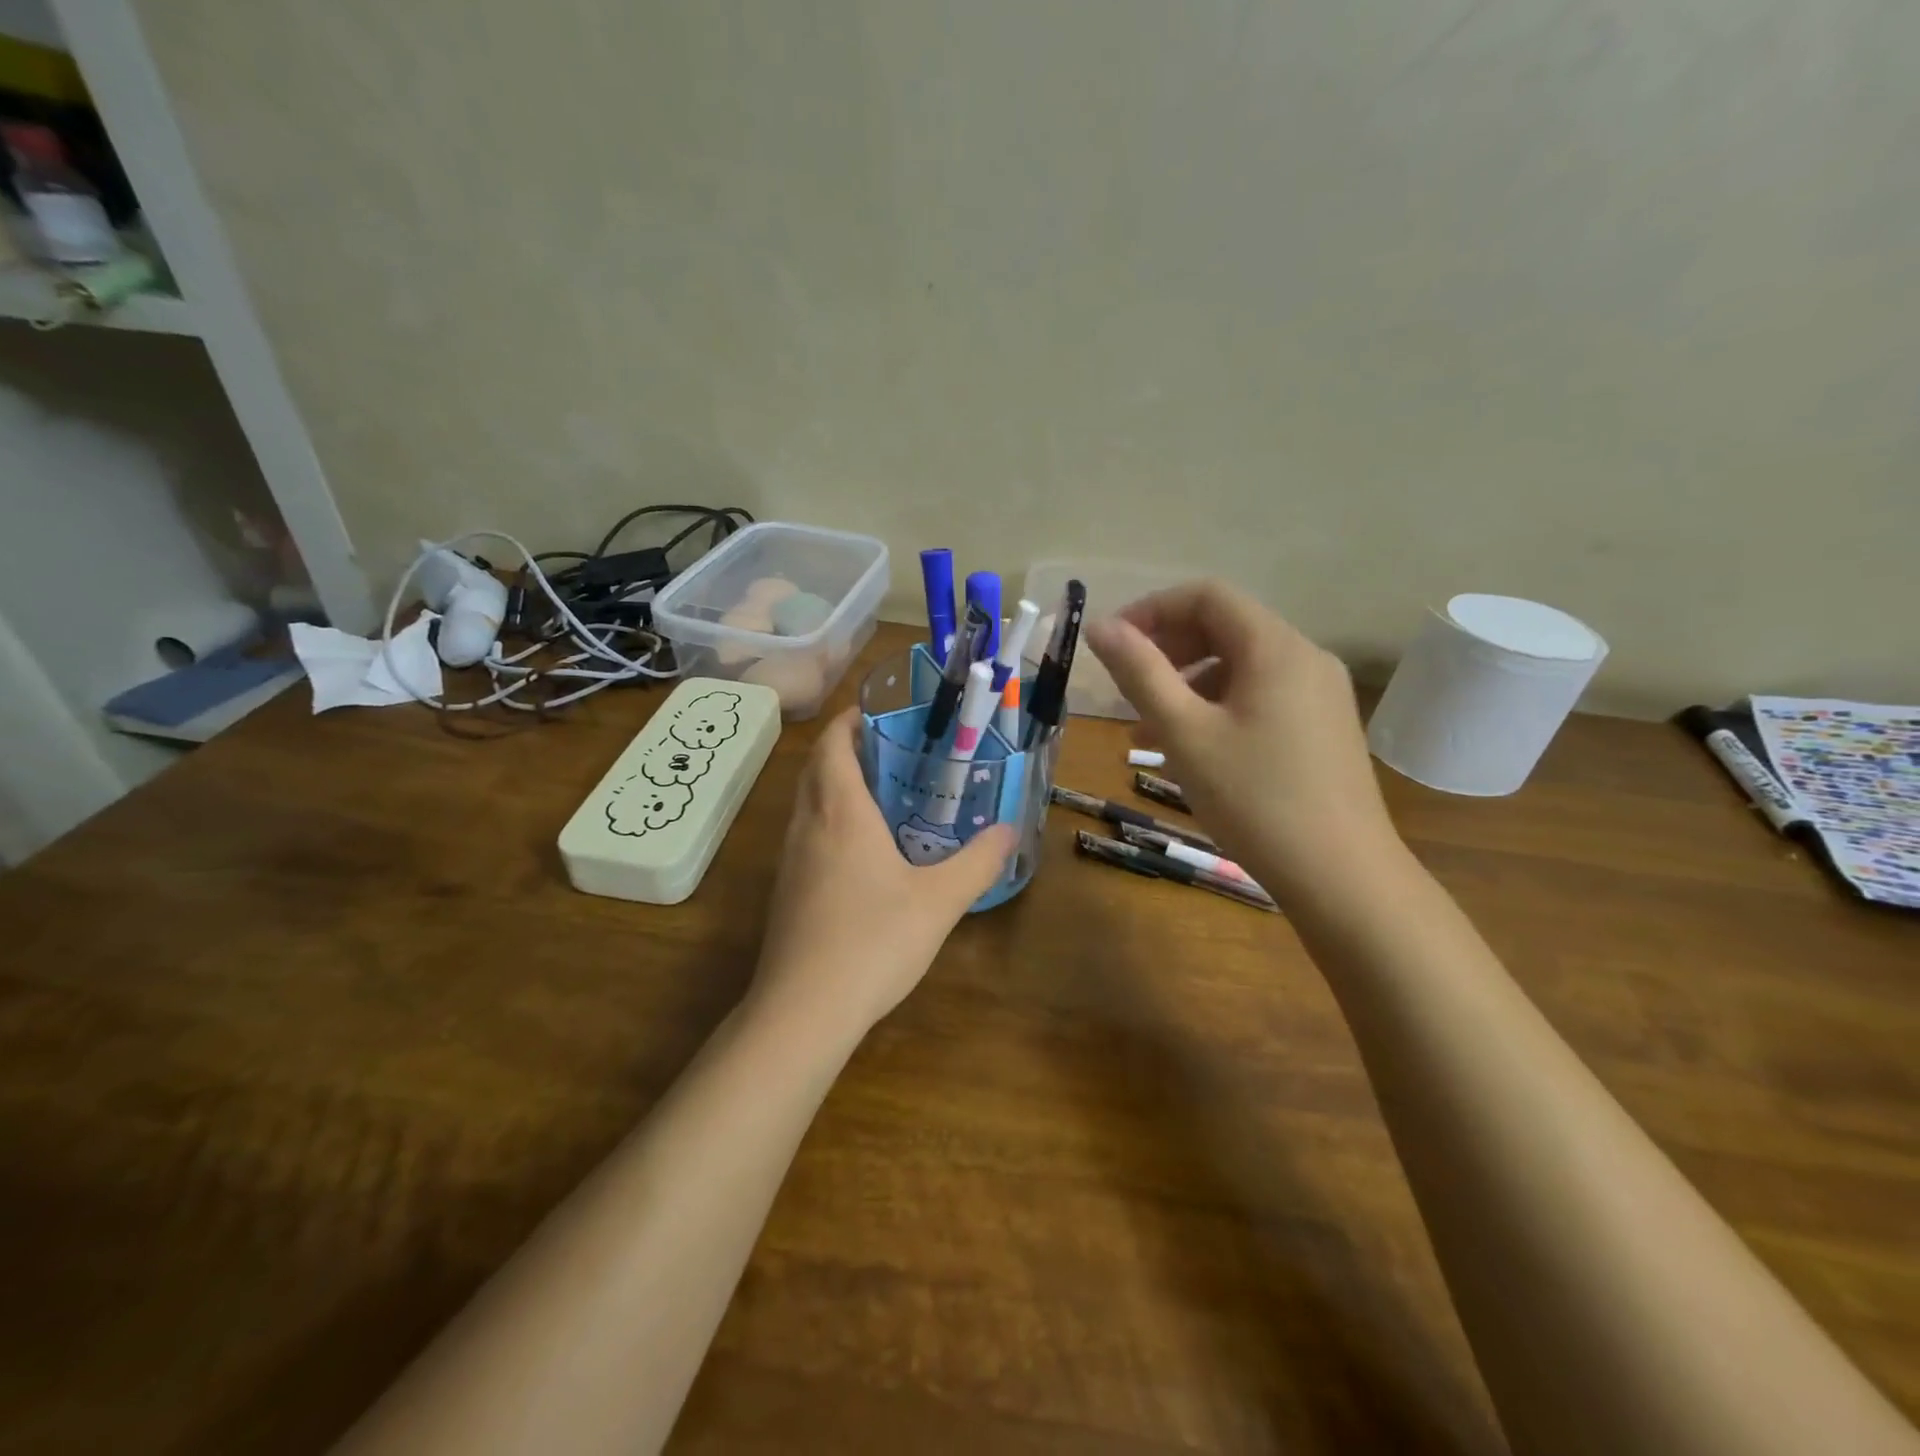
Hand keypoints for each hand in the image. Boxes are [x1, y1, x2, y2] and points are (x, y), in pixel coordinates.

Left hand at [750, 708, 1018, 1040]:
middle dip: (846, 749)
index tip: (880, 712)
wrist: (803, 1010)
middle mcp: (807, 824)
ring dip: (835, 785)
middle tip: (892, 750)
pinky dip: (829, 821)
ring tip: (882, 794)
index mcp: (840, 811)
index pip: (833, 744)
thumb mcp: (939, 901)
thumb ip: (978, 862)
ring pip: (807, 802)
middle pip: (816, 767)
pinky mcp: (787, 890)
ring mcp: (790, 859)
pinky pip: (806, 835)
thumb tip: (1009, 831)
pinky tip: (861, 852)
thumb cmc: (872, 941)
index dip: (850, 720)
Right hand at [1085, 581, 1400, 901]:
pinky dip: (1219, 706)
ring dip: (1189, 682)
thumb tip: (1100, 626)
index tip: (1113, 646)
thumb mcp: (1184, 733)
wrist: (1342, 877)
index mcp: (1275, 647)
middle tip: (1127, 688)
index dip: (1152, 610)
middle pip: (1225, 626)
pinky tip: (1193, 748)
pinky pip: (1262, 695)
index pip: (1206, 596)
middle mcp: (1305, 657)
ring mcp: (1320, 693)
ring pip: (1241, 665)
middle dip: (1168, 648)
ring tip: (1149, 728)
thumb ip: (1140, 673)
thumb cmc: (1255, 800)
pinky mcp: (1323, 726)